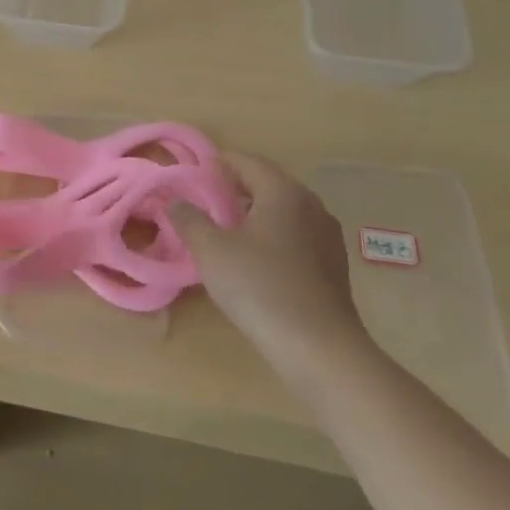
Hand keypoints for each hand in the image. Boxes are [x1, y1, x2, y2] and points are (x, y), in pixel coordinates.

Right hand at [173, 153, 375, 390]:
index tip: (192, 176)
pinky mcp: (334, 266)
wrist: (319, 348)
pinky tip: (254, 262)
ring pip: (283, 212)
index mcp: (283, 191)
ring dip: (253, 215)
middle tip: (203, 204)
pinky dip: (272, 238)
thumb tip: (176, 201)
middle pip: (267, 184)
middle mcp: (311, 205)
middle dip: (234, 190)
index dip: (217, 164)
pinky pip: (296, 237)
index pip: (246, 161)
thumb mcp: (211, 250)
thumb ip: (189, 219)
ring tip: (224, 233)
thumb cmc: (260, 287)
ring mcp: (327, 236)